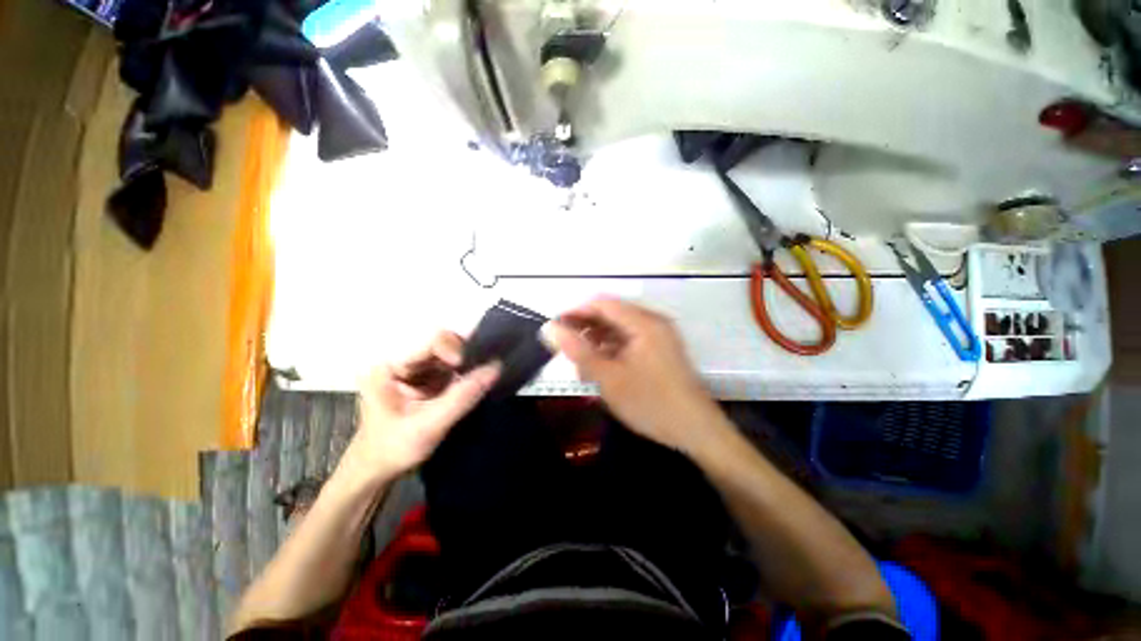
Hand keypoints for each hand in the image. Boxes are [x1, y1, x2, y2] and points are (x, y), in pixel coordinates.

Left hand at [346, 332, 499, 481]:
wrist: (377, 472)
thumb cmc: (394, 449)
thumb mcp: (429, 426)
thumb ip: (462, 397)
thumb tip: (496, 368)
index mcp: (389, 367)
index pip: (429, 343)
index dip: (453, 348)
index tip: (467, 366)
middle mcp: (402, 362)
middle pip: (441, 345)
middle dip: (464, 356)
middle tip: (484, 370)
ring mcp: (415, 371)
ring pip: (449, 356)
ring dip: (468, 365)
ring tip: (484, 375)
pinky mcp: (426, 380)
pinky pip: (451, 369)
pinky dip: (466, 374)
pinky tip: (477, 381)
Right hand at [543, 298, 721, 453]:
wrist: (697, 431)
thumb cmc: (651, 403)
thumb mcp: (608, 378)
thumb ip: (578, 351)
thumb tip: (549, 328)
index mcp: (643, 322)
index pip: (601, 303)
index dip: (575, 312)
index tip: (554, 328)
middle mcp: (652, 322)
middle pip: (610, 314)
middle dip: (584, 328)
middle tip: (562, 348)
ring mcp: (658, 337)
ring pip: (618, 329)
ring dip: (596, 341)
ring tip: (578, 362)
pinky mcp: (659, 351)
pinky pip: (628, 342)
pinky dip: (611, 351)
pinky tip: (598, 368)